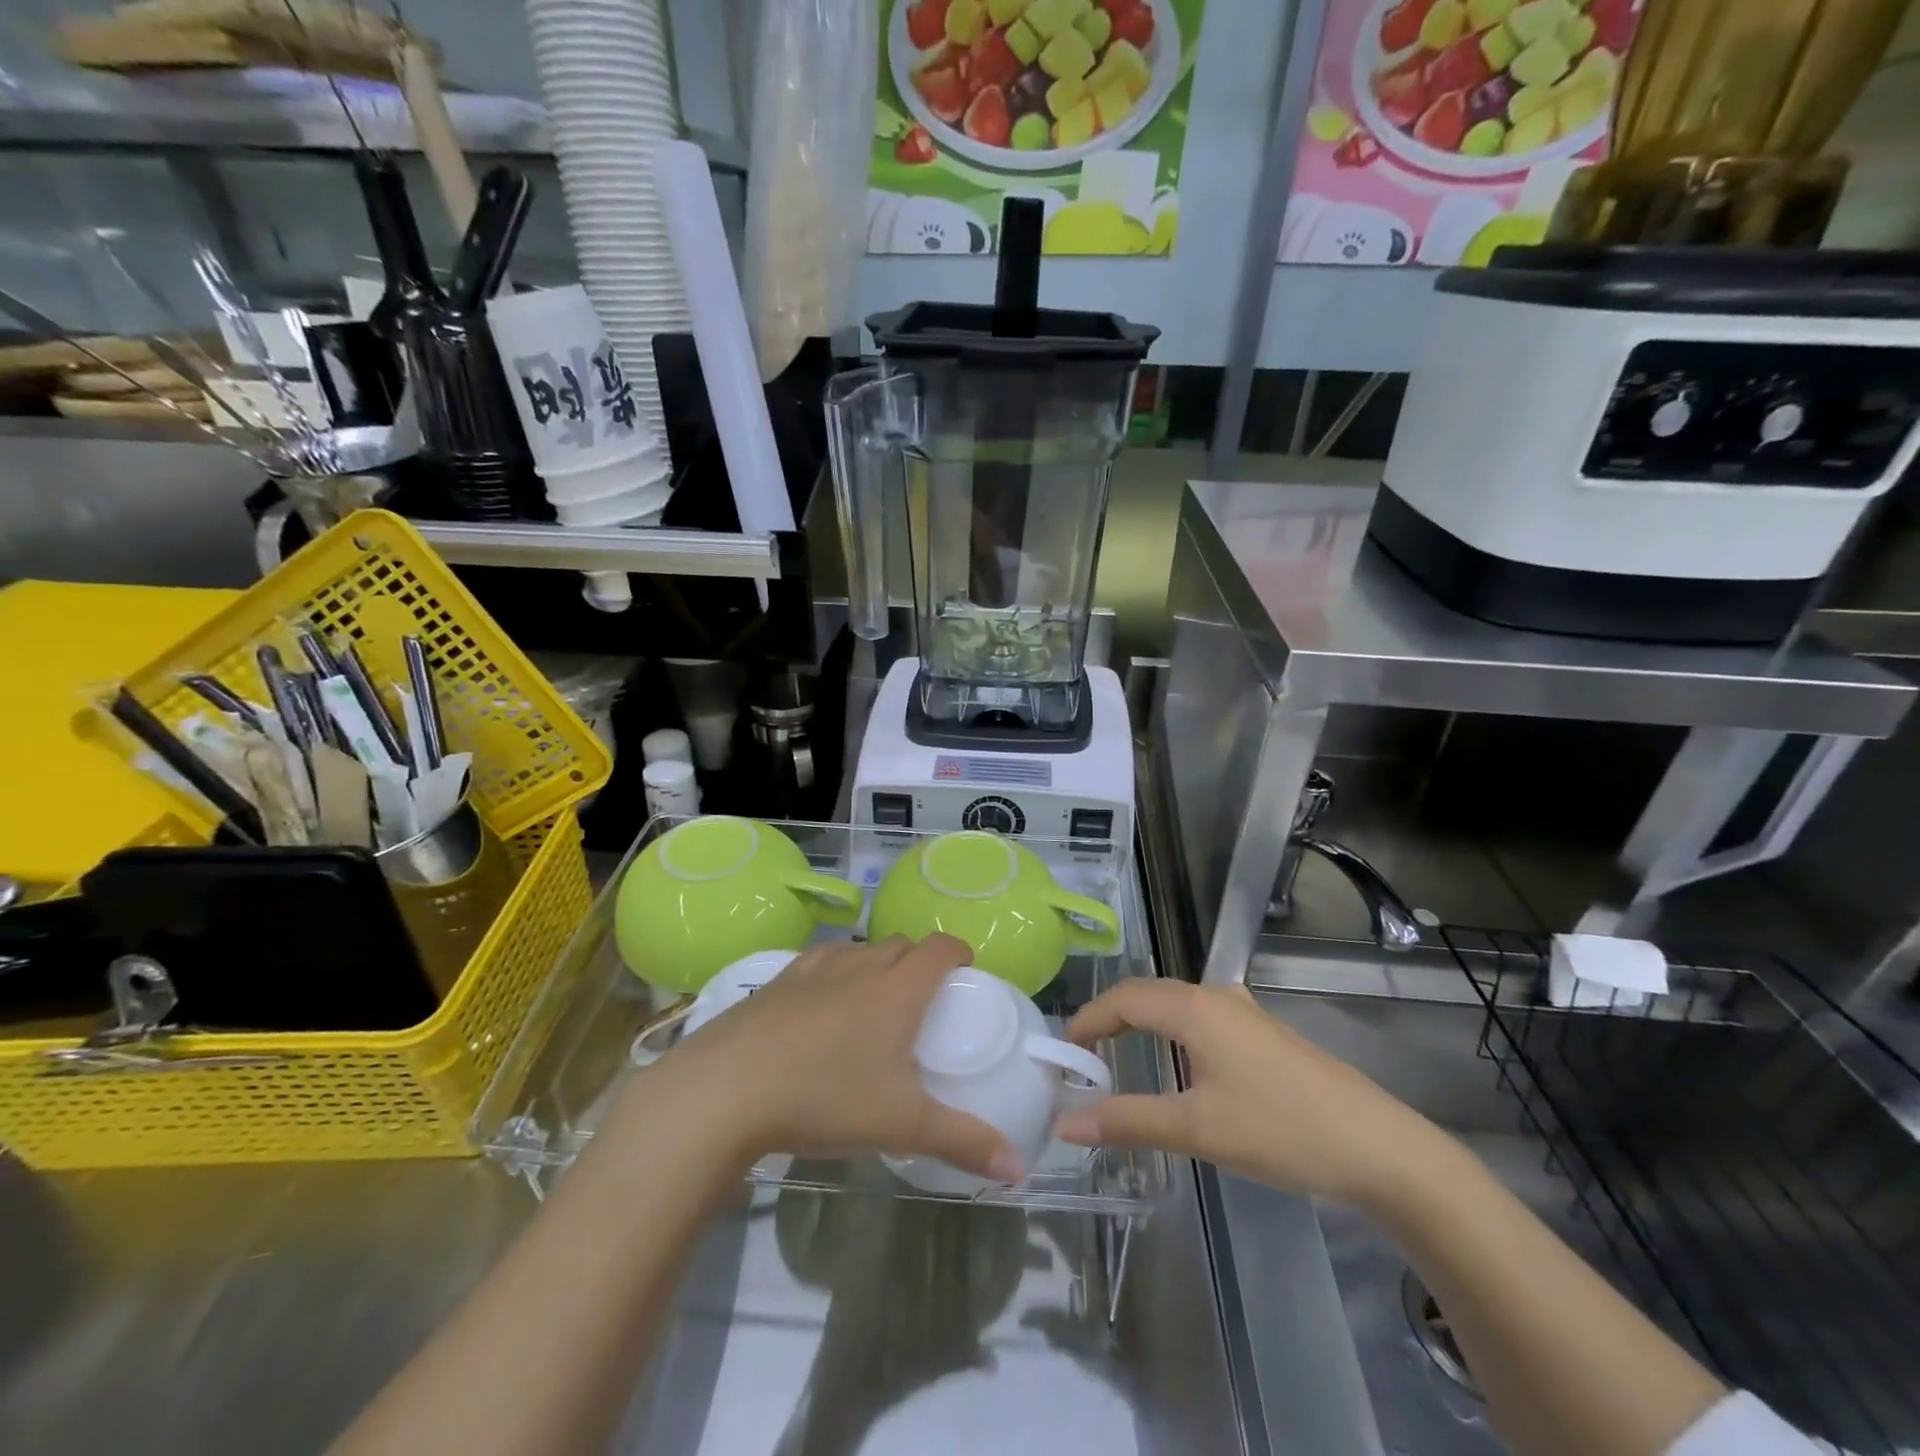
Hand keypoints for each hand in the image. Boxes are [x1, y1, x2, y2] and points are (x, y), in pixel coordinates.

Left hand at [633, 935, 1023, 1184]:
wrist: (726, 1089)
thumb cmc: (825, 1097)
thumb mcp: (901, 1125)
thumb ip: (963, 1142)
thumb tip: (1019, 1169)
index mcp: (897, 989)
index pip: (940, 948)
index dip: (958, 952)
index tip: (964, 971)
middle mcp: (859, 966)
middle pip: (900, 944)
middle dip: (918, 961)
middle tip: (922, 1000)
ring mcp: (813, 970)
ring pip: (857, 949)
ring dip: (874, 964)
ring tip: (873, 1002)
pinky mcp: (775, 982)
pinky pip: (817, 962)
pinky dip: (832, 974)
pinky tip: (819, 1008)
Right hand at [1054, 980, 1449, 1208]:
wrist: (1379, 1147)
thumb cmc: (1281, 1130)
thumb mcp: (1198, 1129)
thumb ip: (1128, 1121)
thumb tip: (1066, 1122)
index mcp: (1194, 1008)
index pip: (1124, 999)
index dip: (1089, 1019)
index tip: (1063, 1050)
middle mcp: (1216, 997)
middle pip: (1148, 994)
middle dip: (1111, 1017)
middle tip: (1084, 1054)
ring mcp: (1245, 1012)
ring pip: (1177, 1003)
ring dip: (1143, 1021)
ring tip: (1121, 1054)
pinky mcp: (1265, 1032)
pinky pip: (1201, 1015)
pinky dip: (1172, 1029)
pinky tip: (1181, 1058)